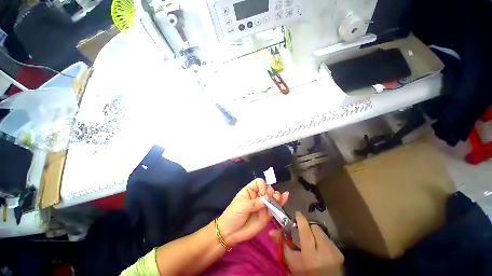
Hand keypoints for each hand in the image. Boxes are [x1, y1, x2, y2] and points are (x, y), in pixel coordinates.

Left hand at [218, 178, 288, 245]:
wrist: (231, 232)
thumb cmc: (233, 214)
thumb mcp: (242, 205)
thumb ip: (255, 202)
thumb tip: (268, 199)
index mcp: (250, 190)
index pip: (259, 182)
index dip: (262, 186)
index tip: (262, 194)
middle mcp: (257, 195)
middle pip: (268, 188)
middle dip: (269, 192)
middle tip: (267, 200)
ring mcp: (263, 205)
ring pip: (273, 197)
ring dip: (276, 196)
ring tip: (276, 199)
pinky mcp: (267, 214)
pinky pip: (275, 207)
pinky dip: (281, 202)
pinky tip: (286, 196)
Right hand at [270, 212, 343, 275]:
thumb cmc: (304, 273)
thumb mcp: (292, 261)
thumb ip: (282, 244)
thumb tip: (271, 231)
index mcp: (310, 253)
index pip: (305, 230)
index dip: (301, 219)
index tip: (296, 214)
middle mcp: (324, 250)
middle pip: (315, 228)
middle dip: (308, 227)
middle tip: (304, 231)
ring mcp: (334, 252)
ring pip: (322, 232)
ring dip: (316, 234)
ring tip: (313, 242)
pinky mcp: (340, 253)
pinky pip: (329, 239)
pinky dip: (323, 240)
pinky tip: (321, 248)